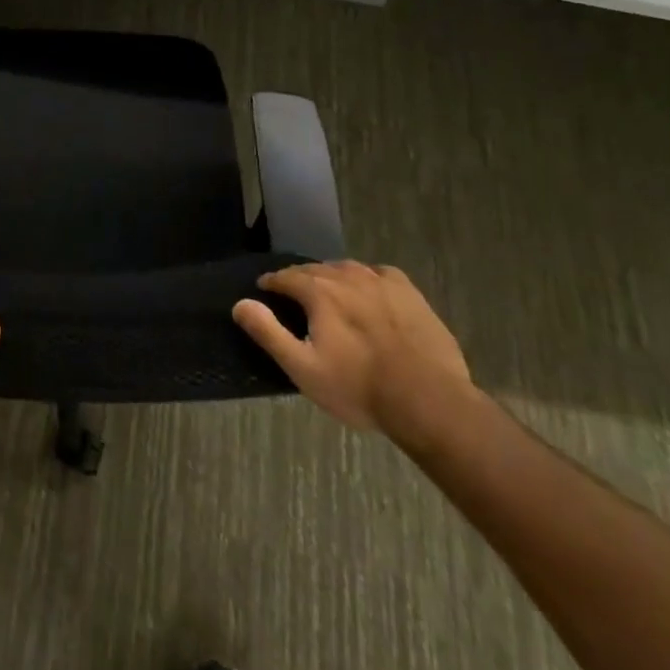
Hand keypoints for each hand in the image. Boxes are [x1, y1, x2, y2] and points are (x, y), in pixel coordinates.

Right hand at [233, 260, 471, 436]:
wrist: (429, 400)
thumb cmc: (359, 387)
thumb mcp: (303, 368)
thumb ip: (269, 332)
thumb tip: (240, 304)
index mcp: (319, 292)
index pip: (286, 277)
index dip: (272, 283)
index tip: (264, 289)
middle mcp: (347, 276)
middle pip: (315, 270)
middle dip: (301, 279)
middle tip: (295, 296)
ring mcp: (381, 281)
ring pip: (347, 269)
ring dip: (332, 277)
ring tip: (330, 294)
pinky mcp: (409, 292)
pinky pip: (379, 275)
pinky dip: (366, 279)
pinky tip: (369, 293)